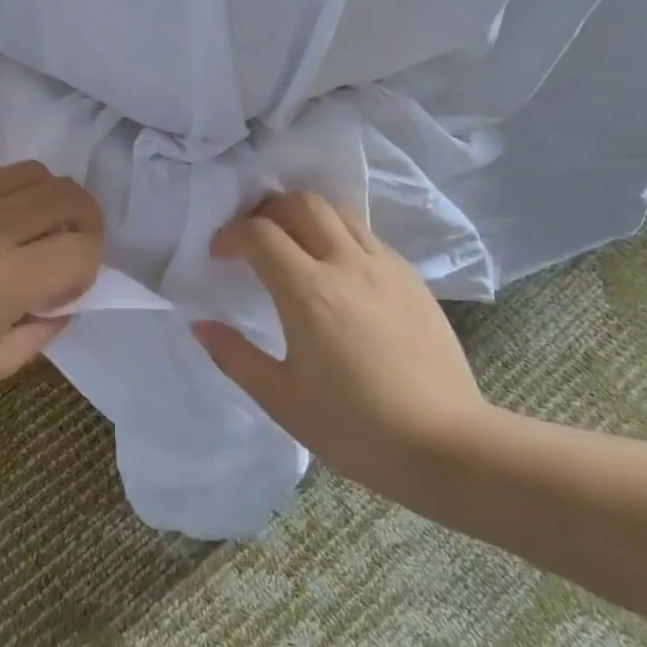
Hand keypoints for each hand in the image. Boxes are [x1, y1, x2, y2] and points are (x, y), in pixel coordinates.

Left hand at [0, 161, 102, 417]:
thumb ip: (45, 328)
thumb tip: (65, 298)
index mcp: (6, 278)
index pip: (83, 248)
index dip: (88, 269)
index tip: (64, 291)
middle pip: (67, 196)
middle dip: (83, 222)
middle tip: (65, 250)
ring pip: (32, 172)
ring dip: (46, 200)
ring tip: (27, 232)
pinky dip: (6, 189)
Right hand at [191, 191, 491, 490]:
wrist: (446, 444)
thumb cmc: (354, 427)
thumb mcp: (281, 400)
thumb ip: (235, 357)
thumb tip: (200, 325)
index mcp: (308, 290)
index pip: (259, 232)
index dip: (231, 234)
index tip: (218, 255)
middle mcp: (346, 263)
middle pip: (302, 203)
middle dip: (267, 210)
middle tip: (253, 239)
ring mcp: (386, 267)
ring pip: (339, 212)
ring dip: (306, 215)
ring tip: (292, 246)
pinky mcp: (412, 279)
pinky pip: (368, 236)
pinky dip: (339, 235)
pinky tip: (337, 271)